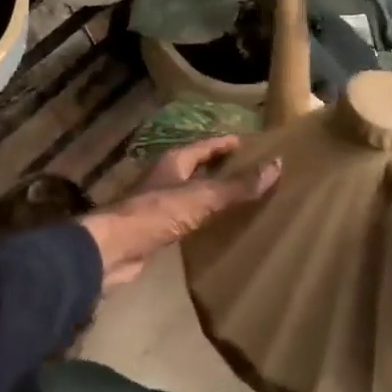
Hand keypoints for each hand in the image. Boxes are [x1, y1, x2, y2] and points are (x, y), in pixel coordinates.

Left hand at [78, 137, 279, 291]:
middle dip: (221, 166)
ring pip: (191, 190)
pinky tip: (215, 225)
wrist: (115, 248)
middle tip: (250, 170)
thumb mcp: (202, 197)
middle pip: (198, 165)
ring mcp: (159, 201)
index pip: (207, 145)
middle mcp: (166, 175)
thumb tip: (277, 165)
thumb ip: (238, 186)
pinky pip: (186, 214)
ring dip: (211, 192)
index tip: (249, 143)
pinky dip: (202, 215)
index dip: (227, 143)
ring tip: (238, 197)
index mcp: (175, 160)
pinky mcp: (156, 226)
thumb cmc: (157, 213)